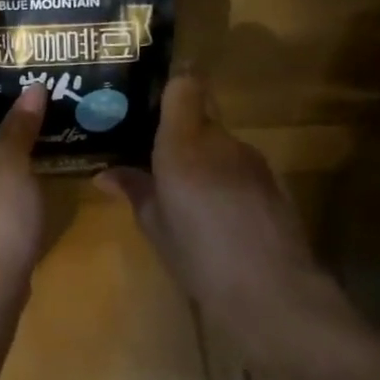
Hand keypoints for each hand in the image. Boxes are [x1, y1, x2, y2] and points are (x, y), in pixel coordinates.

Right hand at [98, 75, 357, 364]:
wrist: (271, 294)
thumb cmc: (199, 255)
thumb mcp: (154, 225)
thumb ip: (133, 189)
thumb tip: (105, 174)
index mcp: (185, 143)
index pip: (185, 85)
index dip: (171, 85)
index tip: (150, 101)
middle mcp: (221, 141)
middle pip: (201, 114)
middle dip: (180, 130)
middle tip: (154, 152)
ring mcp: (253, 161)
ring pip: (221, 143)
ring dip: (203, 157)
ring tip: (184, 189)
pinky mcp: (274, 183)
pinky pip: (239, 167)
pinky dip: (225, 179)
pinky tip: (217, 213)